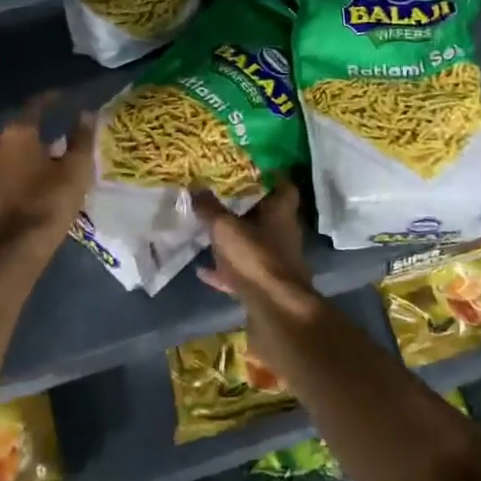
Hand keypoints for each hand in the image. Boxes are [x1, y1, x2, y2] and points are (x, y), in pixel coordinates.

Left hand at [0, 95, 95, 248]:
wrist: (15, 249)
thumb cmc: (50, 201)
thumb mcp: (76, 169)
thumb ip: (81, 138)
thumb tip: (85, 114)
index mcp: (18, 134)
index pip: (35, 106)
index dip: (51, 100)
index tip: (62, 98)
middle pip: (20, 132)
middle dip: (38, 133)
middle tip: (59, 141)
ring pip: (9, 156)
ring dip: (25, 157)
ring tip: (45, 167)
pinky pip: (1, 177)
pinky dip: (15, 177)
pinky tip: (28, 189)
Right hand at [192, 181, 314, 306]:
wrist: (275, 311)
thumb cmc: (256, 259)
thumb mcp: (226, 228)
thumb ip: (210, 208)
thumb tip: (195, 186)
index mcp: (281, 214)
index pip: (284, 187)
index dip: (271, 176)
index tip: (251, 169)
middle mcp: (283, 235)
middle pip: (267, 216)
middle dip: (245, 209)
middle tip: (221, 199)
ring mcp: (276, 262)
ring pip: (254, 244)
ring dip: (235, 240)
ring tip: (209, 233)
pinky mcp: (266, 286)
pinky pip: (243, 272)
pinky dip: (225, 270)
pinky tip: (203, 271)